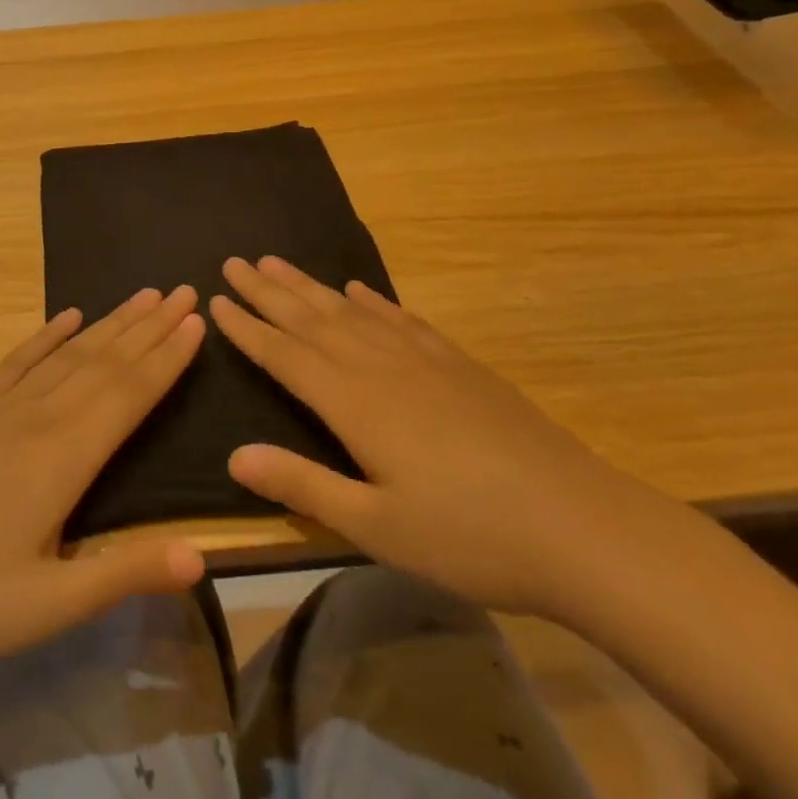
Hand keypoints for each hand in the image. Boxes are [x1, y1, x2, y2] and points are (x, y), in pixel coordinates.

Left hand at [0, 287, 207, 683]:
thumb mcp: (45, 607)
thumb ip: (124, 573)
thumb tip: (203, 555)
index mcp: (63, 457)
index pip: (129, 393)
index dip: (168, 356)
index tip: (198, 319)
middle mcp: (36, 417)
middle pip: (105, 361)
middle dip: (149, 326)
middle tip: (183, 290)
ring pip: (67, 353)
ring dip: (109, 324)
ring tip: (142, 297)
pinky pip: (16, 361)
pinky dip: (46, 336)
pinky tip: (65, 317)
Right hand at [211, 256, 661, 618]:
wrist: (580, 527)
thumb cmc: (469, 536)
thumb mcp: (376, 527)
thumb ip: (303, 486)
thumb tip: (234, 456)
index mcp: (356, 403)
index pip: (286, 355)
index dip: (248, 328)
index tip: (217, 300)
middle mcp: (382, 367)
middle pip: (313, 319)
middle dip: (269, 291)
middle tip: (235, 261)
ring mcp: (425, 360)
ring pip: (352, 311)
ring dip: (311, 286)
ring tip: (279, 262)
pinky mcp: (459, 365)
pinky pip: (402, 319)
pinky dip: (373, 301)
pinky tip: (360, 290)